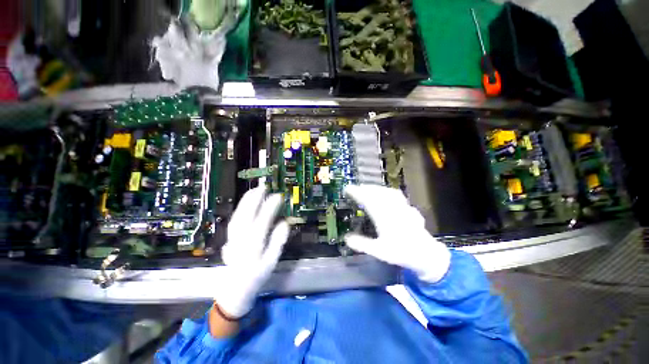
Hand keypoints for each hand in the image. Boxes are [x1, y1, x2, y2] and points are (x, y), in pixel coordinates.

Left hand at [213, 187, 289, 318]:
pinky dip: (240, 208)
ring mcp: (233, 237)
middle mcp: (241, 239)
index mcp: (254, 245)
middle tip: (263, 187)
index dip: (270, 207)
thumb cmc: (257, 275)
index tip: (278, 196)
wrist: (235, 288)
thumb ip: (278, 241)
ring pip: (238, 215)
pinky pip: (234, 219)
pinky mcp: (229, 237)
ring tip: (254, 190)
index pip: (262, 221)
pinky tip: (245, 203)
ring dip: (246, 201)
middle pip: (247, 215)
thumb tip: (285, 223)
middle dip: (255, 199)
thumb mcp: (272, 261)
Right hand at [344, 185, 450, 282]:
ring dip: (375, 188)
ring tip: (367, 188)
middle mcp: (392, 209)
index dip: (356, 193)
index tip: (347, 189)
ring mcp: (401, 207)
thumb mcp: (379, 251)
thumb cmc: (401, 253)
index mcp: (383, 217)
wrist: (426, 254)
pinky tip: (385, 192)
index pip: (367, 200)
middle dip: (364, 188)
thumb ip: (362, 244)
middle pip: (377, 193)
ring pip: (386, 192)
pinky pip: (395, 194)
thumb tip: (346, 238)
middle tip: (354, 188)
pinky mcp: (407, 207)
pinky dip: (386, 191)